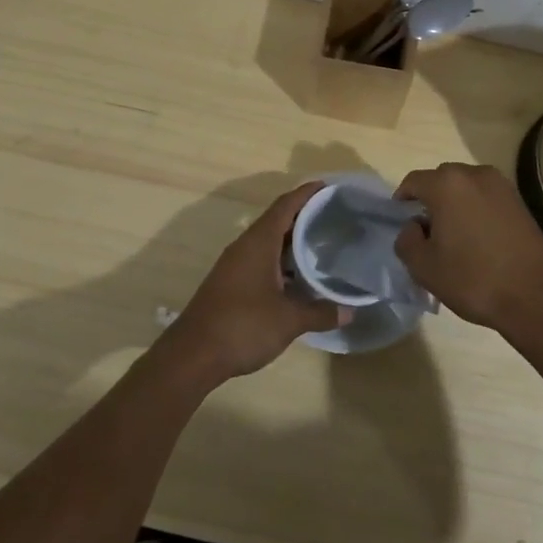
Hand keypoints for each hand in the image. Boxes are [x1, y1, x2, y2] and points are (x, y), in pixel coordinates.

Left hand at [166, 183, 346, 380]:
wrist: (193, 355)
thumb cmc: (243, 326)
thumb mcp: (289, 320)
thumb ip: (320, 312)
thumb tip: (350, 312)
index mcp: (258, 242)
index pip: (285, 206)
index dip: (307, 194)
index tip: (329, 188)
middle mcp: (245, 247)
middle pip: (277, 221)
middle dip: (304, 217)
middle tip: (335, 217)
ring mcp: (235, 265)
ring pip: (268, 243)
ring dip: (293, 242)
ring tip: (323, 245)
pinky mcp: (231, 283)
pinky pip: (261, 260)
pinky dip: (282, 261)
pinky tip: (299, 278)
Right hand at [393, 163, 542, 333]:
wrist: (535, 298)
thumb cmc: (473, 279)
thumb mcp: (424, 267)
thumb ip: (406, 240)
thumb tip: (414, 227)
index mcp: (447, 184)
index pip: (413, 182)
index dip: (402, 201)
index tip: (400, 222)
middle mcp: (475, 174)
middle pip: (441, 179)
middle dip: (430, 200)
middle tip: (426, 231)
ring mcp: (502, 186)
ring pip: (466, 188)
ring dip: (455, 204)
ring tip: (454, 236)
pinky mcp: (520, 202)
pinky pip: (486, 198)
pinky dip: (476, 210)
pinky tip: (478, 239)